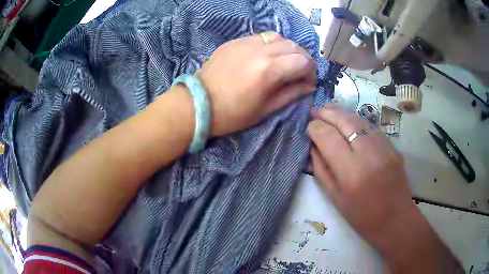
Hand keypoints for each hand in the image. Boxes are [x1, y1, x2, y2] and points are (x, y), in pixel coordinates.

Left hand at [198, 32, 316, 136]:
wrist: (198, 104)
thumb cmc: (232, 114)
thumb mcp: (266, 109)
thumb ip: (292, 93)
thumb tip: (310, 86)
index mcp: (269, 70)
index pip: (304, 61)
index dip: (311, 72)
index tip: (308, 82)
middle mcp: (260, 50)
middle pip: (294, 46)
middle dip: (302, 59)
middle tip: (299, 72)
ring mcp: (245, 42)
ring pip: (278, 37)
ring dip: (287, 49)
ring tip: (284, 62)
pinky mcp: (234, 41)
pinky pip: (260, 37)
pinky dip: (270, 44)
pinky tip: (265, 56)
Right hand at [307, 106, 462, 272]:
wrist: (395, 219)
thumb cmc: (362, 216)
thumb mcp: (335, 198)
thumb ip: (321, 170)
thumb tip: (313, 147)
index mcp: (351, 172)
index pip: (328, 137)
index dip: (315, 128)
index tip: (308, 127)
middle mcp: (369, 153)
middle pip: (345, 121)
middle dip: (327, 113)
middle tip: (315, 110)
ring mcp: (384, 146)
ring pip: (359, 119)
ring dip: (341, 113)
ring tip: (328, 111)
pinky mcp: (392, 146)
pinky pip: (370, 126)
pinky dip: (355, 120)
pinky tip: (348, 122)